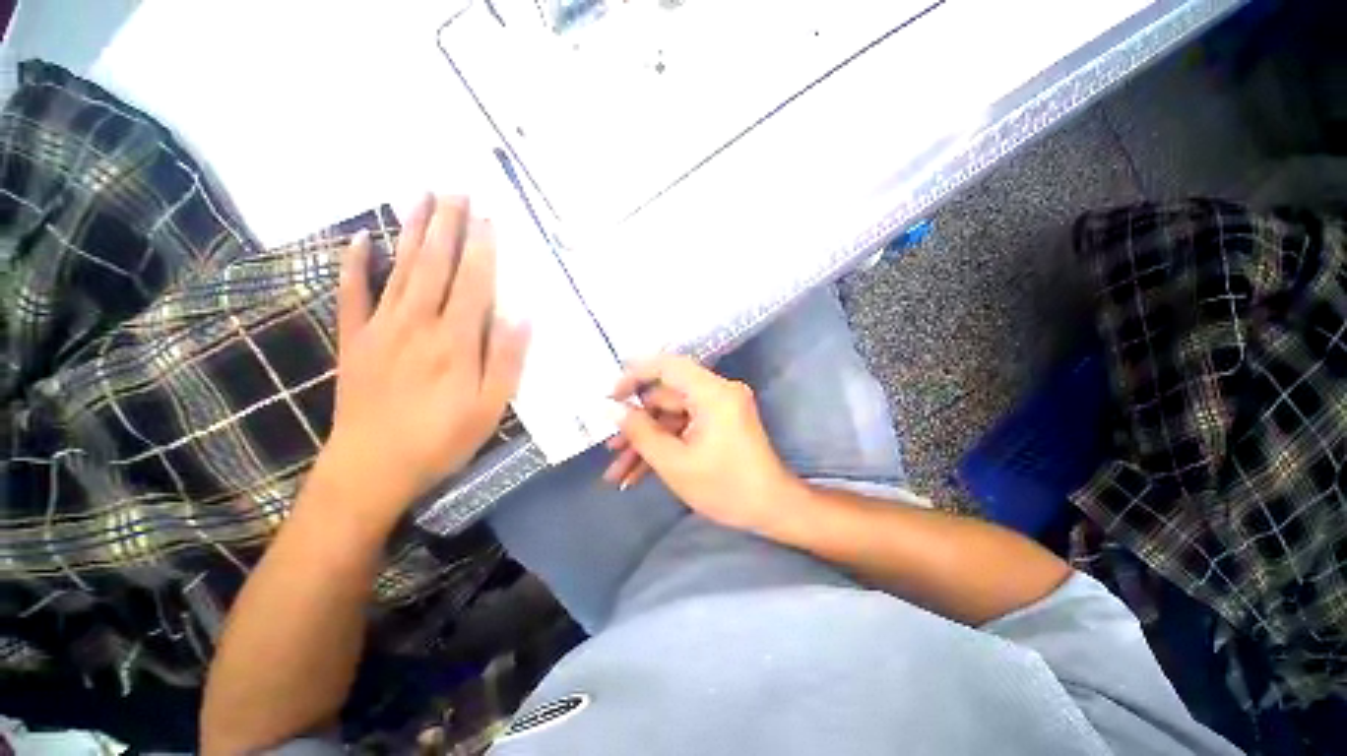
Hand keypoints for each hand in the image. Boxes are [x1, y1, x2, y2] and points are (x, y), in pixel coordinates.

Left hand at [315, 195, 529, 524]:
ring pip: (400, 269)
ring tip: (420, 196)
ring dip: (412, 231)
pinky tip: (360, 239)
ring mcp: (381, 328)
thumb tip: (523, 315)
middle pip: (436, 265)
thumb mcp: (491, 407)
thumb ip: (507, 359)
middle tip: (454, 187)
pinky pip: (352, 294)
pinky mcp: (354, 340)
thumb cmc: (442, 439)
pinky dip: (354, 264)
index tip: (488, 216)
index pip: (474, 283)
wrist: (371, 468)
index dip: (483, 248)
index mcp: (456, 341)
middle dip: (447, 224)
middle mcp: (418, 324)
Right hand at [610, 355, 800, 532]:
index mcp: (712, 392)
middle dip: (635, 426)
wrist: (772, 509)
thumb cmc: (726, 488)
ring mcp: (718, 408)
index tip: (610, 397)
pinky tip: (637, 474)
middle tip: (609, 448)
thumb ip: (639, 432)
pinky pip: (683, 428)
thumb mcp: (674, 463)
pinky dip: (664, 446)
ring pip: (670, 417)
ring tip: (617, 472)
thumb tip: (610, 408)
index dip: (634, 376)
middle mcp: (717, 392)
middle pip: (665, 398)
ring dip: (645, 442)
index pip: (667, 366)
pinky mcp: (718, 423)